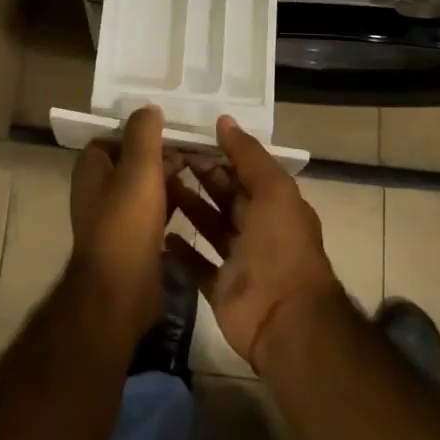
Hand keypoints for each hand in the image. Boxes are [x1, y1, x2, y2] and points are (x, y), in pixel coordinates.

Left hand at [68, 106, 179, 345]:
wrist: (121, 292)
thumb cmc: (126, 222)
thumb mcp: (139, 167)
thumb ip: (143, 133)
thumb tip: (148, 108)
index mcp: (91, 168)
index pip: (115, 136)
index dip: (141, 130)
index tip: (171, 127)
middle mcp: (97, 190)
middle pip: (132, 160)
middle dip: (160, 153)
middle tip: (194, 148)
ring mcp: (114, 217)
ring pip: (145, 186)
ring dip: (169, 178)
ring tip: (201, 170)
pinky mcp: (132, 240)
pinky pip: (153, 211)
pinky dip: (171, 203)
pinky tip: (195, 201)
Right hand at [167, 115, 342, 374]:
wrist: (285, 320)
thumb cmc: (281, 246)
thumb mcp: (273, 189)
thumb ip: (248, 155)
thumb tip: (223, 120)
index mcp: (274, 203)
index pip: (243, 170)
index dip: (218, 152)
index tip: (186, 136)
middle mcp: (257, 228)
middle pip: (224, 195)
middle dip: (199, 175)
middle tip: (162, 155)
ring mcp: (237, 260)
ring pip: (208, 225)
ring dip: (186, 205)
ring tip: (154, 185)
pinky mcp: (219, 288)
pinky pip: (196, 263)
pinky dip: (180, 249)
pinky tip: (158, 230)